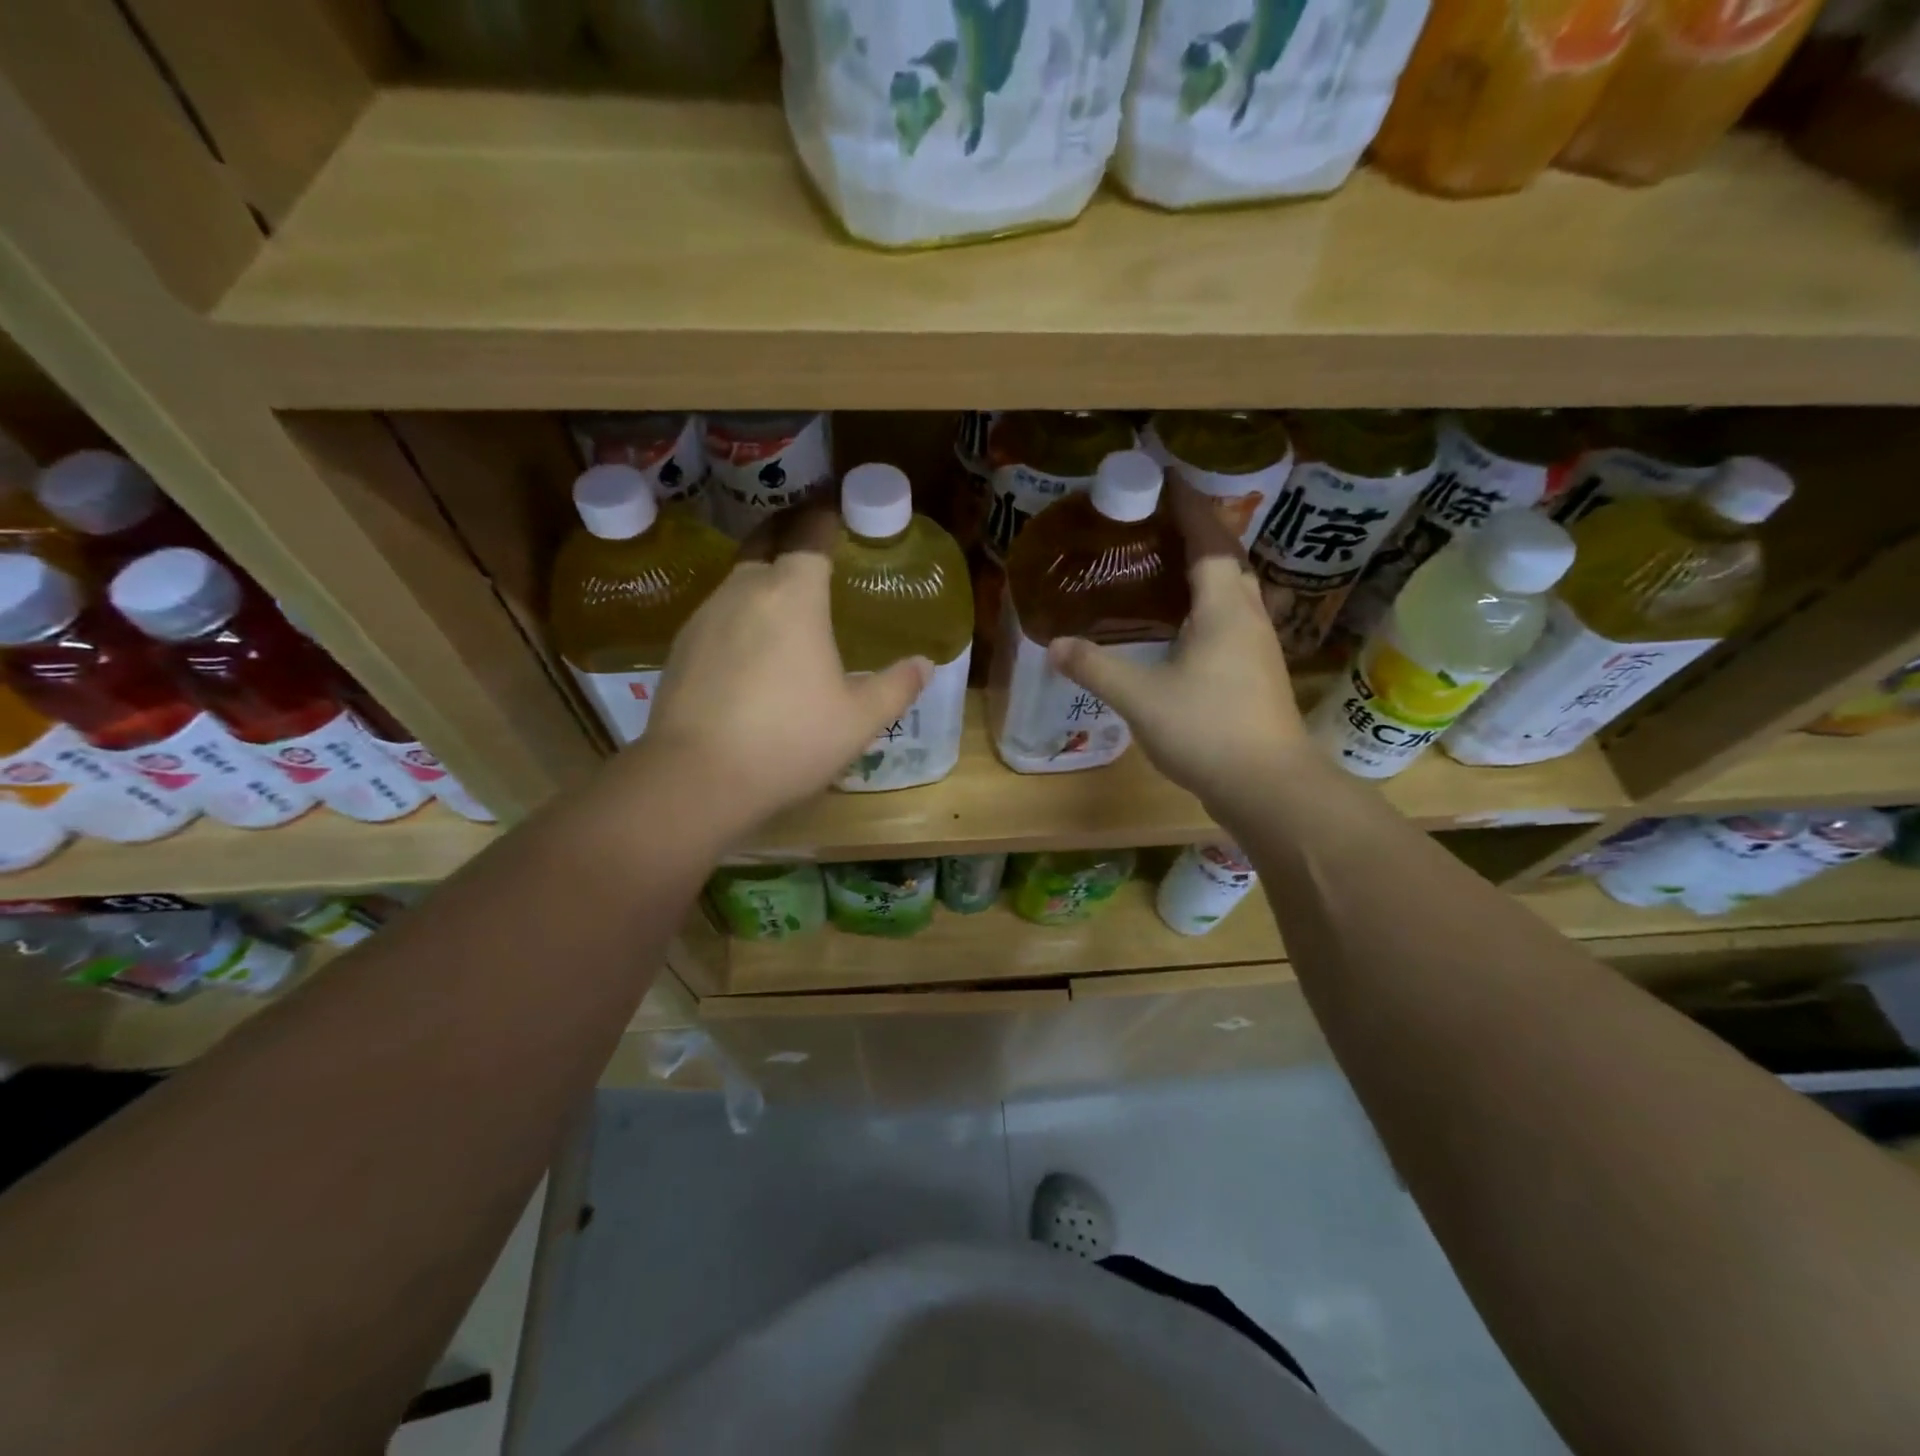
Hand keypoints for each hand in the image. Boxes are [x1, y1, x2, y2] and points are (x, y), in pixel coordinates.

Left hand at [638, 511, 929, 839]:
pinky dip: (741, 615)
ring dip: (764, 579)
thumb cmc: (790, 739)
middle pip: (767, 543)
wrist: (696, 778)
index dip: (825, 516)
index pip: (810, 534)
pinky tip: (752, 648)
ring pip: (740, 580)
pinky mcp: (681, 646)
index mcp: (793, 594)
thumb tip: (926, 664)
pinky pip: (720, 614)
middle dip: (790, 534)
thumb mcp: (859, 719)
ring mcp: (705, 616)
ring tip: (788, 603)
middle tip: (813, 543)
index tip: (837, 510)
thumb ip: (897, 686)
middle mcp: (745, 590)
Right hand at [1046, 484, 1311, 810]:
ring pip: (1234, 592)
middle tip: (1156, 524)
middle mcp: (1248, 617)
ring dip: (1206, 570)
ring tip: (1166, 567)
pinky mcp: (1257, 674)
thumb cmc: (1207, 730)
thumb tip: (1056, 644)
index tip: (1165, 479)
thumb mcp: (1140, 697)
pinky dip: (1208, 606)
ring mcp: (1258, 647)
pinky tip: (1183, 627)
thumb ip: (1096, 668)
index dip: (1188, 507)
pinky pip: (1232, 620)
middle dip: (1198, 533)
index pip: (1208, 539)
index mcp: (1223, 607)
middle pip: (1228, 559)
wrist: (1269, 786)